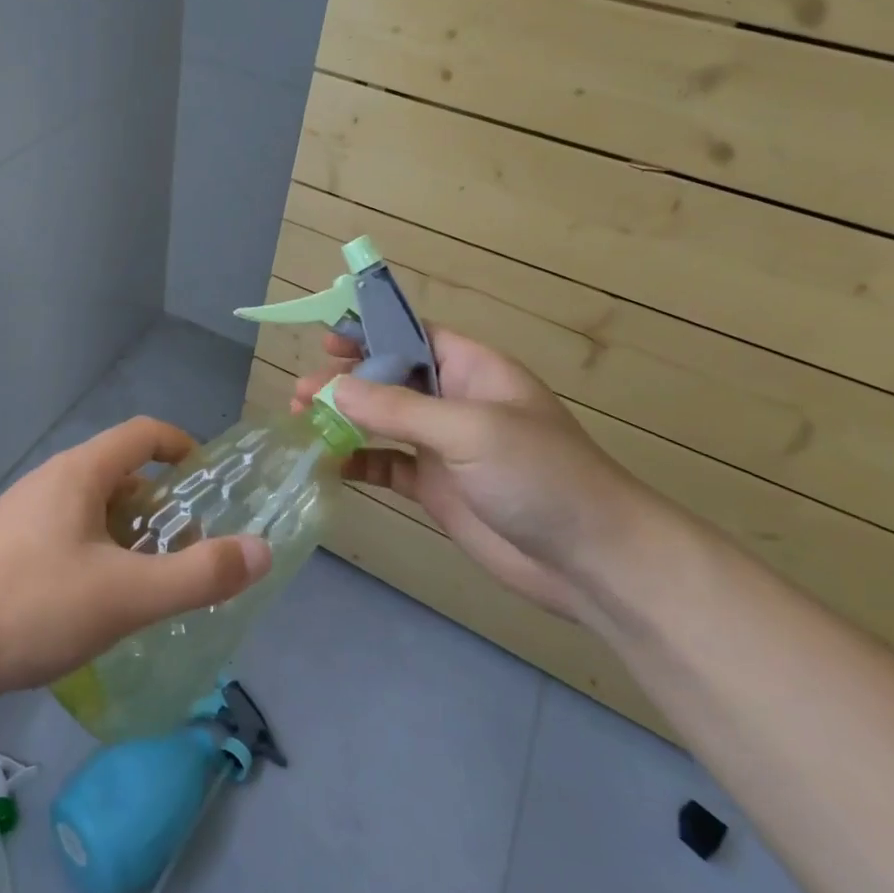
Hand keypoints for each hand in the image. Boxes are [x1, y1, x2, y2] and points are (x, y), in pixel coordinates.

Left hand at [0, 417, 271, 700]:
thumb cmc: (32, 605)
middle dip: (162, 505)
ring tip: (150, 584)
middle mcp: (52, 479)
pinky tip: (99, 603)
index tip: (210, 481)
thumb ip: (198, 574)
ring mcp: (24, 512)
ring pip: (94, 507)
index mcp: (81, 472)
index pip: (144, 433)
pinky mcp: (6, 545)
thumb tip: (262, 550)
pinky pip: (69, 532)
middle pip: (122, 473)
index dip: (183, 447)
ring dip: (130, 534)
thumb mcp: (127, 594)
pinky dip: (99, 552)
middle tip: (188, 551)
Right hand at [295, 328, 657, 620]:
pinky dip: (358, 462)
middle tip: (301, 393)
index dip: (370, 331)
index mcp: (472, 370)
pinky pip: (387, 465)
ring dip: (344, 420)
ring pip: (382, 422)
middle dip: (345, 381)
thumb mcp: (469, 430)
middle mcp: (455, 402)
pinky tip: (329, 464)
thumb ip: (398, 409)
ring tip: (301, 423)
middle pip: (389, 379)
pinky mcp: (436, 489)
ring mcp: (444, 447)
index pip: (413, 336)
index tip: (326, 339)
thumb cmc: (539, 475)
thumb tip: (334, 388)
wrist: (592, 561)